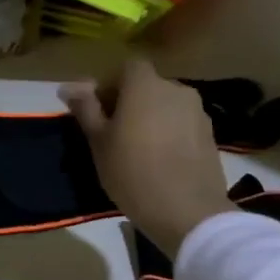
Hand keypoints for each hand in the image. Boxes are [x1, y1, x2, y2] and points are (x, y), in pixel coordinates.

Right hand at [60, 59, 234, 259]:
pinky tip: (159, 159)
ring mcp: (198, 112)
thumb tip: (68, 86)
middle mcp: (176, 90)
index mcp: (145, 86)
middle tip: (112, 131)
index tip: (98, 110)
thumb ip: (85, 108)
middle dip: (129, 101)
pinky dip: (168, 132)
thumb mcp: (98, 140)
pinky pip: (181, 124)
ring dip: (150, 117)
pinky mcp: (210, 135)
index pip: (126, 68)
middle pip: (147, 85)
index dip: (110, 84)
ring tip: (136, 147)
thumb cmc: (131, 171)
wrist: (186, 211)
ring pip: (165, 105)